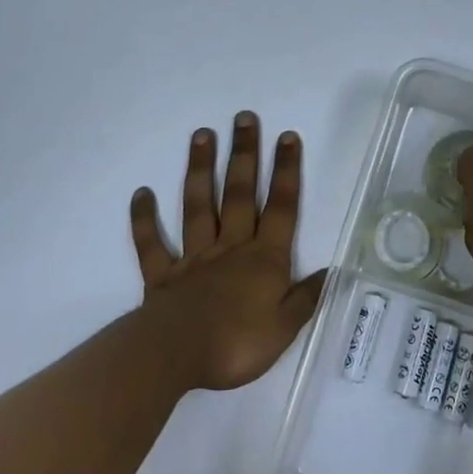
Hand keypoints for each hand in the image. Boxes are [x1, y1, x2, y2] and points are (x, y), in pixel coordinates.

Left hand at [129, 112, 325, 390]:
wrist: (176, 356)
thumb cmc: (237, 344)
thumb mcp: (284, 328)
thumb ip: (305, 297)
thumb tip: (330, 271)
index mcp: (264, 259)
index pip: (281, 208)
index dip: (286, 171)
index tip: (287, 136)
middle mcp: (231, 248)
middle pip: (240, 194)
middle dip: (245, 154)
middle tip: (244, 117)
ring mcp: (194, 258)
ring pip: (199, 206)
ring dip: (201, 169)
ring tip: (201, 134)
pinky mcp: (163, 275)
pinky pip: (152, 244)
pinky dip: (144, 219)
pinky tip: (142, 193)